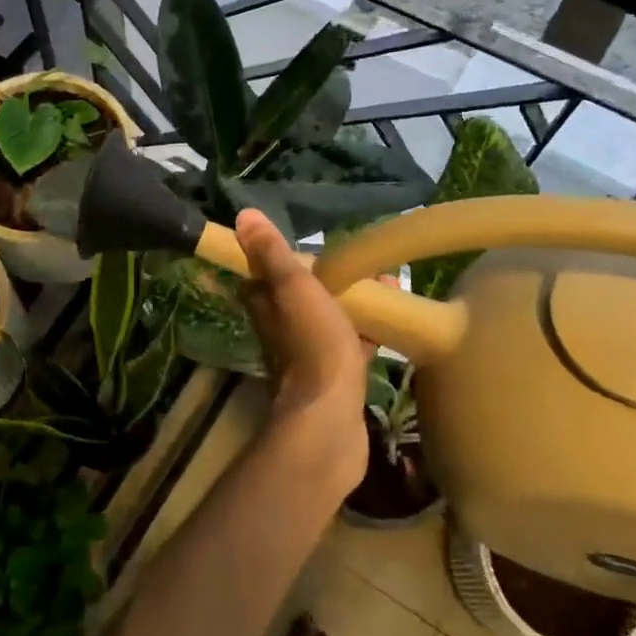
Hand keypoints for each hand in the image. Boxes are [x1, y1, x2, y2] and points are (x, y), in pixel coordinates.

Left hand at [235, 210, 368, 492]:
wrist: (330, 420)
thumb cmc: (312, 345)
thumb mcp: (293, 288)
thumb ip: (271, 254)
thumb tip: (243, 216)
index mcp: (267, 306)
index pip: (265, 274)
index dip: (284, 258)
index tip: (313, 244)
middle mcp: (282, 330)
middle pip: (301, 296)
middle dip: (329, 279)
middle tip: (363, 265)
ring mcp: (308, 356)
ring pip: (329, 320)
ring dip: (352, 303)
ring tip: (387, 285)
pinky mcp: (335, 379)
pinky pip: (351, 347)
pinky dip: (367, 333)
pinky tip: (392, 325)